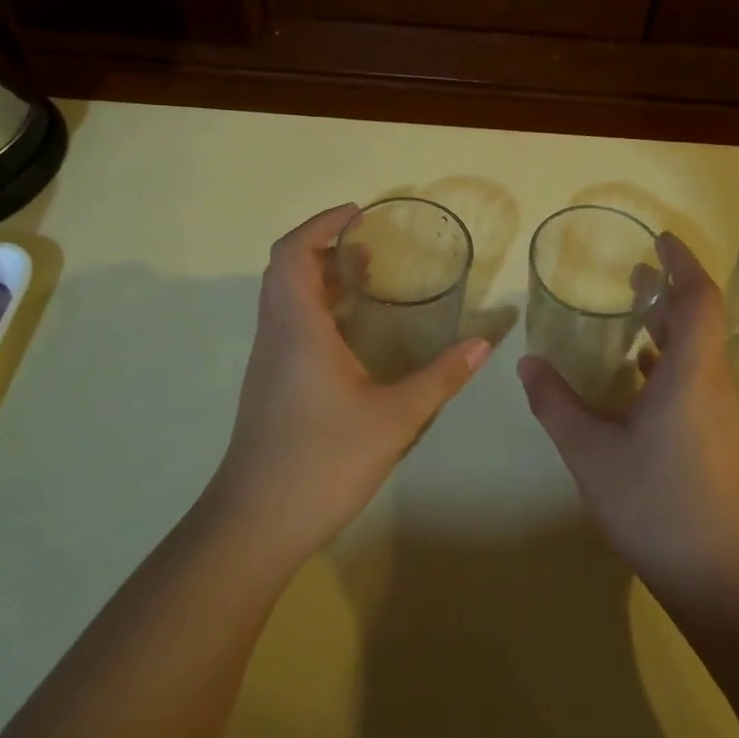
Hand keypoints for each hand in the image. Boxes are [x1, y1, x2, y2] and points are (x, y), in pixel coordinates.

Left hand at [211, 204, 491, 565]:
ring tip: (366, 280)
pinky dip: (315, 307)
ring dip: (319, 278)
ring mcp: (267, 360)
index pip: (293, 252)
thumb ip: (440, 378)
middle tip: (369, 247)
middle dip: (325, 246)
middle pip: (286, 268)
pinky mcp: (268, 383)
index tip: (358, 214)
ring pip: (283, 297)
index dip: (321, 224)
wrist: (255, 523)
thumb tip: (483, 344)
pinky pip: (287, 323)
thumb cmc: (322, 461)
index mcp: (298, 328)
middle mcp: (275, 333)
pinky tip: (350, 335)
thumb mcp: (394, 419)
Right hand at [518, 233, 738, 615]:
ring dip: (669, 325)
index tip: (659, 240)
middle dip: (670, 289)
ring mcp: (719, 414)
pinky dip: (669, 360)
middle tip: (635, 270)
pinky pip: (696, 378)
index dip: (682, 263)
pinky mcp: (717, 439)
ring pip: (698, 351)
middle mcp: (712, 384)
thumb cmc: (656, 503)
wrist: (721, 578)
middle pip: (701, 320)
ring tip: (634, 313)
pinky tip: (640, 374)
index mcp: (689, 373)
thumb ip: (555, 403)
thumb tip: (527, 362)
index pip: (698, 299)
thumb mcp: (590, 451)